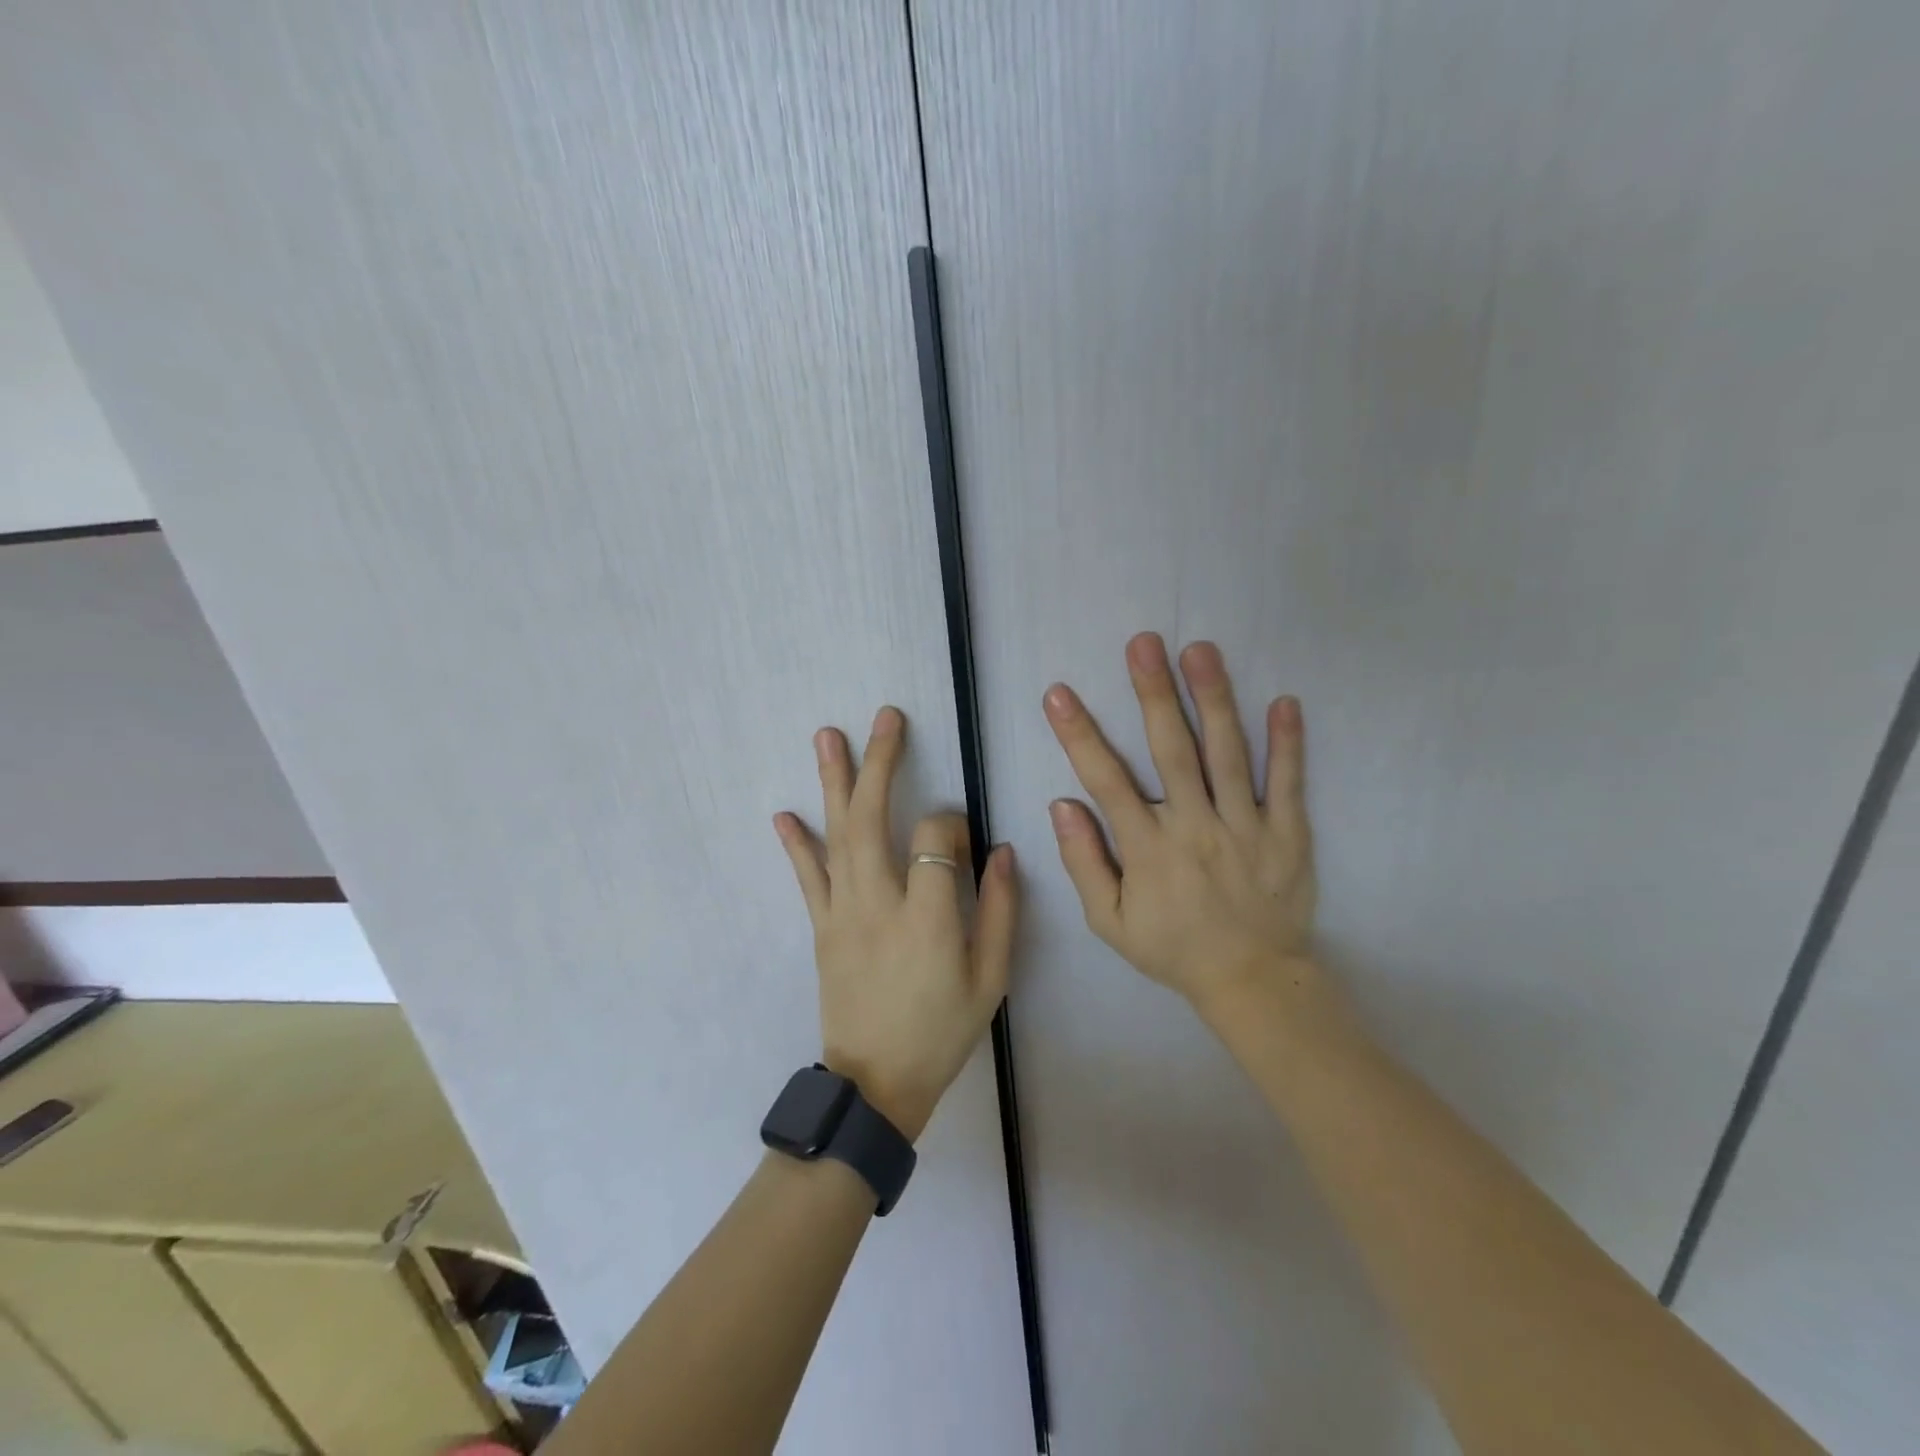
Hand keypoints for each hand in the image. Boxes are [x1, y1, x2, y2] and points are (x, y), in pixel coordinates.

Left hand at [774, 707, 1016, 1141]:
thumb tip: (1003, 851)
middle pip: (875, 820)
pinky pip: (807, 878)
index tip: (963, 832)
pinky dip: (796, 844)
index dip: (952, 823)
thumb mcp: (991, 979)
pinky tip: (784, 813)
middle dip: (881, 763)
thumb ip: (1002, 912)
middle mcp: (879, 904)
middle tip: (885, 717)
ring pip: (837, 836)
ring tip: (827, 735)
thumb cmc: (942, 1030)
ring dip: (833, 783)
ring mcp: (843, 913)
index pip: (936, 840)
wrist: (876, 1083)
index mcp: (929, 918)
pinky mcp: (822, 927)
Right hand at [1043, 633, 1316, 1011]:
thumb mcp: (1109, 922)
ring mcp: (1247, 828)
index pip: (1106, 781)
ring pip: (1228, 755)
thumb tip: (1061, 804)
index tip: (1059, 694)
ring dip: (1213, 700)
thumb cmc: (1172, 948)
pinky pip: (1288, 783)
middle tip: (1144, 643)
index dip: (1079, 735)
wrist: (1252, 981)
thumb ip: (1085, 862)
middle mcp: (1196, 828)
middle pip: (1172, 751)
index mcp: (1149, 849)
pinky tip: (1284, 701)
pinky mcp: (1288, 834)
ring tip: (1200, 651)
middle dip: (1154, 694)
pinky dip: (1288, 743)